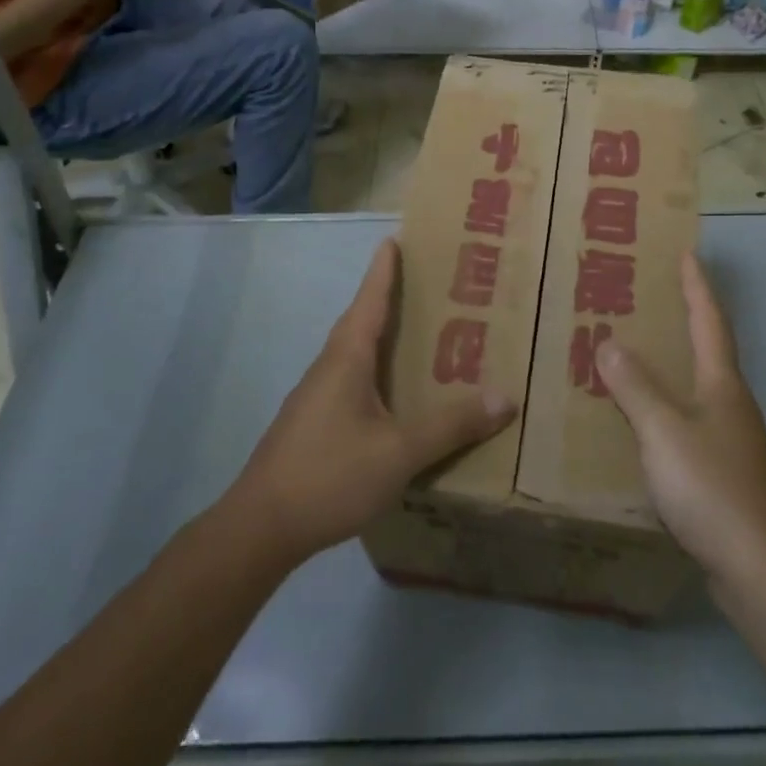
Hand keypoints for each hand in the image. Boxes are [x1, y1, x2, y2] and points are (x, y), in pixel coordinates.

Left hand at [227, 239, 517, 566]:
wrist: (260, 527)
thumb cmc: (330, 474)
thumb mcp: (399, 452)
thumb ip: (450, 425)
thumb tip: (505, 396)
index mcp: (347, 357)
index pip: (370, 298)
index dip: (384, 268)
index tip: (395, 238)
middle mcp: (329, 366)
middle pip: (362, 319)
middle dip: (389, 296)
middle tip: (427, 284)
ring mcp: (317, 395)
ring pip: (355, 351)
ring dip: (382, 334)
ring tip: (419, 334)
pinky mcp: (313, 423)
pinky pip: (351, 379)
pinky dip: (375, 369)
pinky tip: (393, 394)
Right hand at [596, 253, 765, 589]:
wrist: (760, 572)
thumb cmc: (712, 488)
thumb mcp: (664, 430)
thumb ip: (635, 386)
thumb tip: (609, 342)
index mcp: (722, 384)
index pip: (709, 321)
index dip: (697, 286)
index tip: (687, 253)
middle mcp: (731, 405)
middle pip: (705, 350)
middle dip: (680, 321)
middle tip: (645, 299)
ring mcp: (730, 441)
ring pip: (695, 389)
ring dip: (668, 367)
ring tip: (631, 355)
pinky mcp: (723, 474)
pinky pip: (687, 423)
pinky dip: (664, 409)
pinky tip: (639, 423)